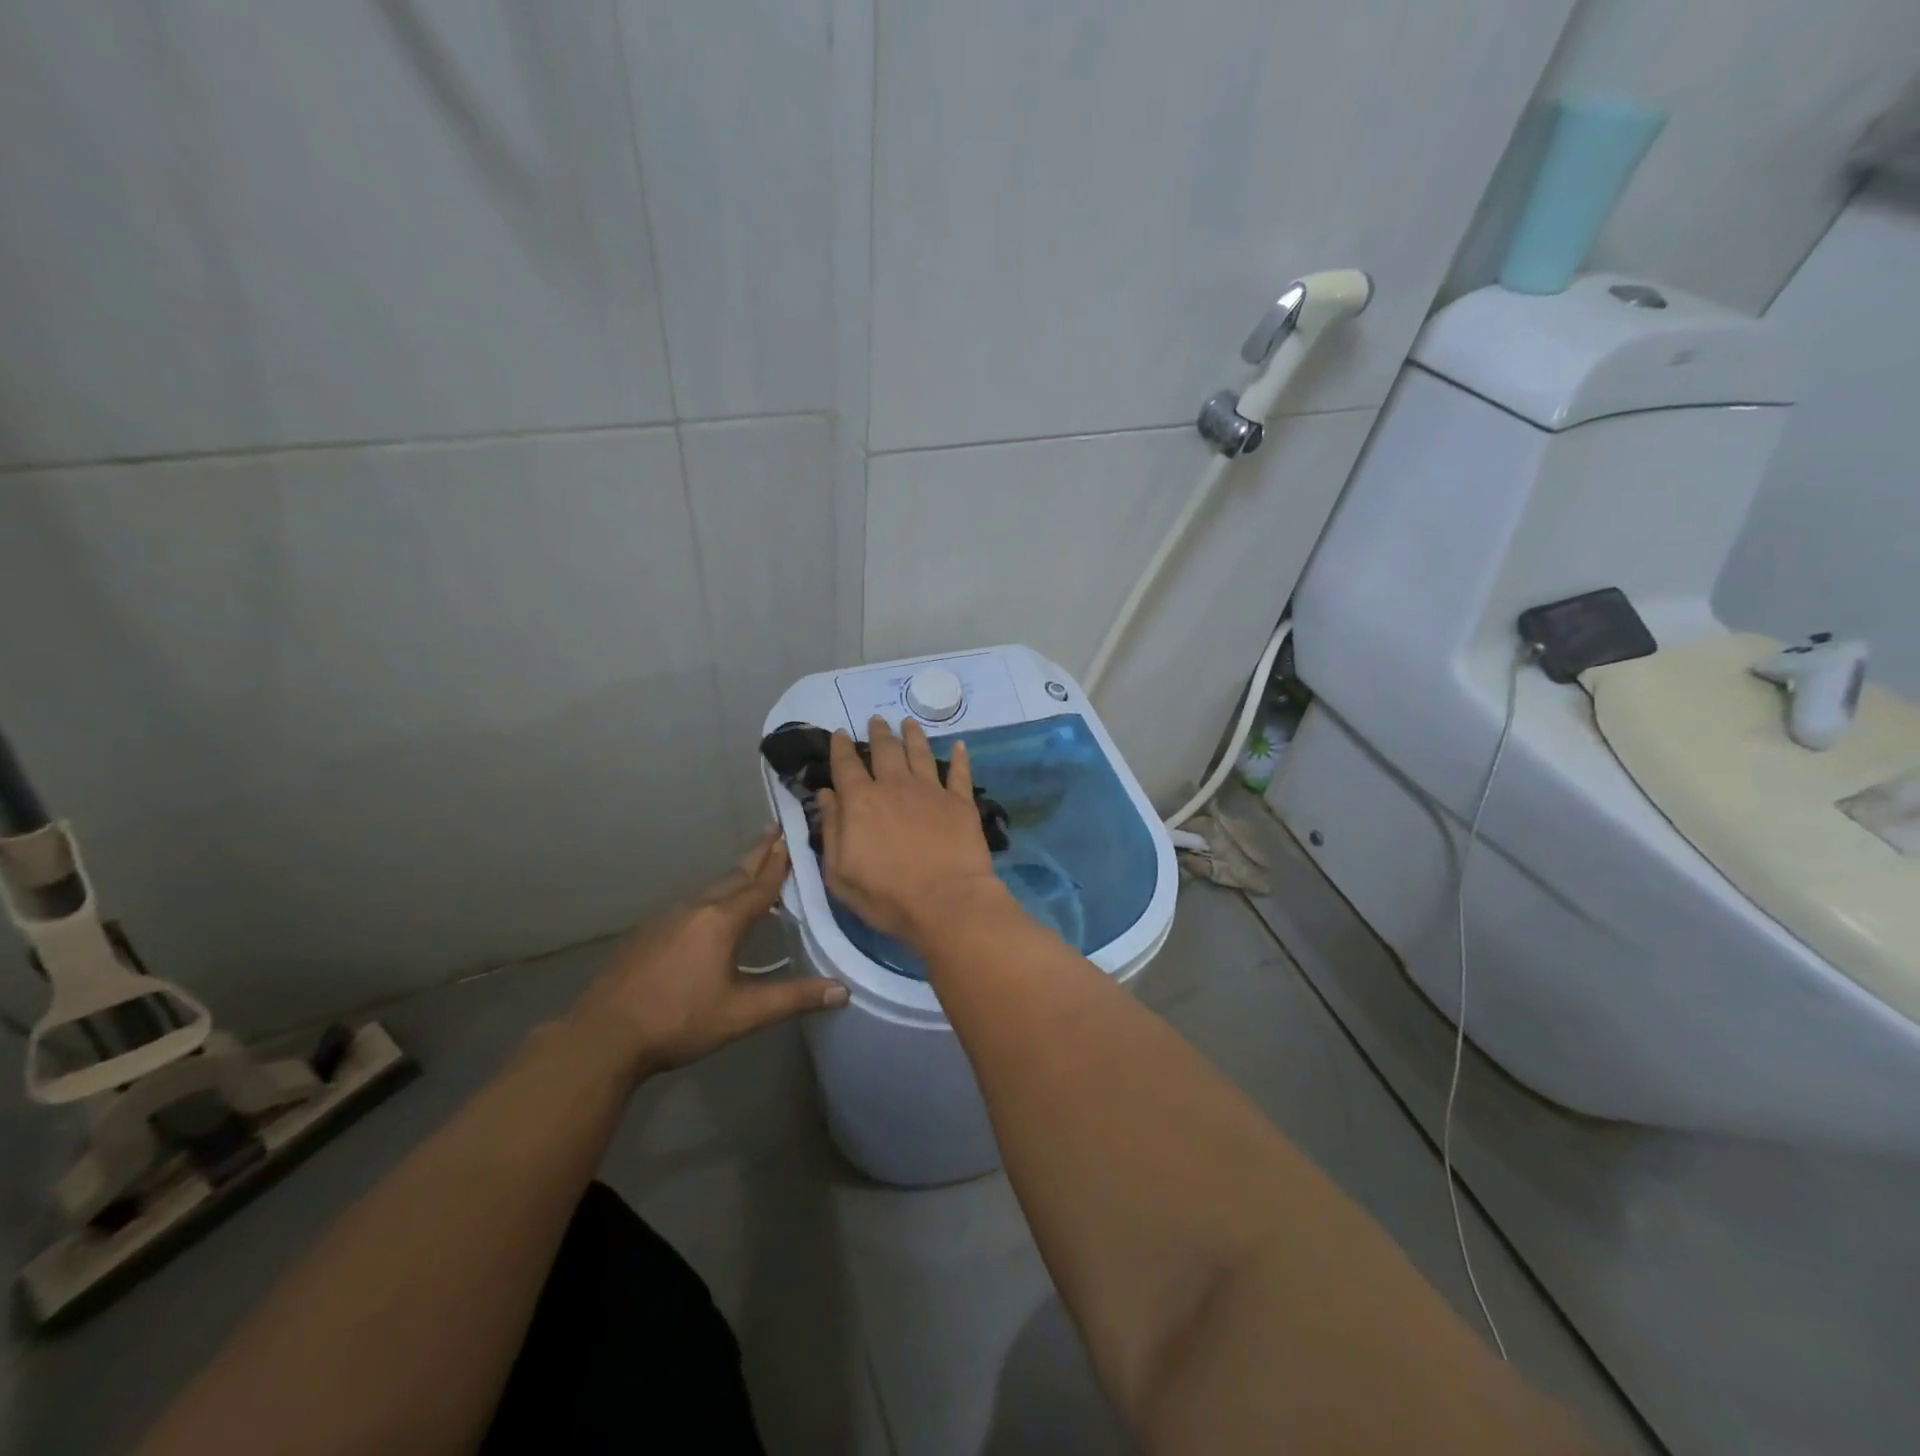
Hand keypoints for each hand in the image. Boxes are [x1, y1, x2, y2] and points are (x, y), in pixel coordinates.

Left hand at [564, 829, 847, 1082]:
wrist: (603, 1036)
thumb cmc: (678, 1021)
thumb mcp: (742, 1013)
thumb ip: (793, 998)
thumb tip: (844, 990)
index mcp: (722, 921)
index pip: (761, 885)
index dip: (779, 862)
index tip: (791, 834)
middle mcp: (696, 909)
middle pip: (735, 875)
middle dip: (758, 855)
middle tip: (775, 831)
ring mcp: (667, 918)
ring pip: (711, 889)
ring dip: (735, 876)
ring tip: (751, 869)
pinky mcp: (648, 932)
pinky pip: (691, 904)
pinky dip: (712, 897)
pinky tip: (710, 912)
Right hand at [817, 717, 1007, 945]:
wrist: (946, 902)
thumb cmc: (886, 896)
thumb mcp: (840, 873)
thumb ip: (831, 830)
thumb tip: (826, 795)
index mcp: (861, 802)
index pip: (846, 765)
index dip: (841, 747)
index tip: (840, 733)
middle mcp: (895, 786)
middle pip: (885, 750)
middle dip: (879, 732)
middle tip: (877, 720)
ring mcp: (931, 790)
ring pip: (920, 752)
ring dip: (912, 735)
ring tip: (908, 723)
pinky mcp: (960, 801)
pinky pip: (960, 772)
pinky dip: (960, 757)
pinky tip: (960, 745)